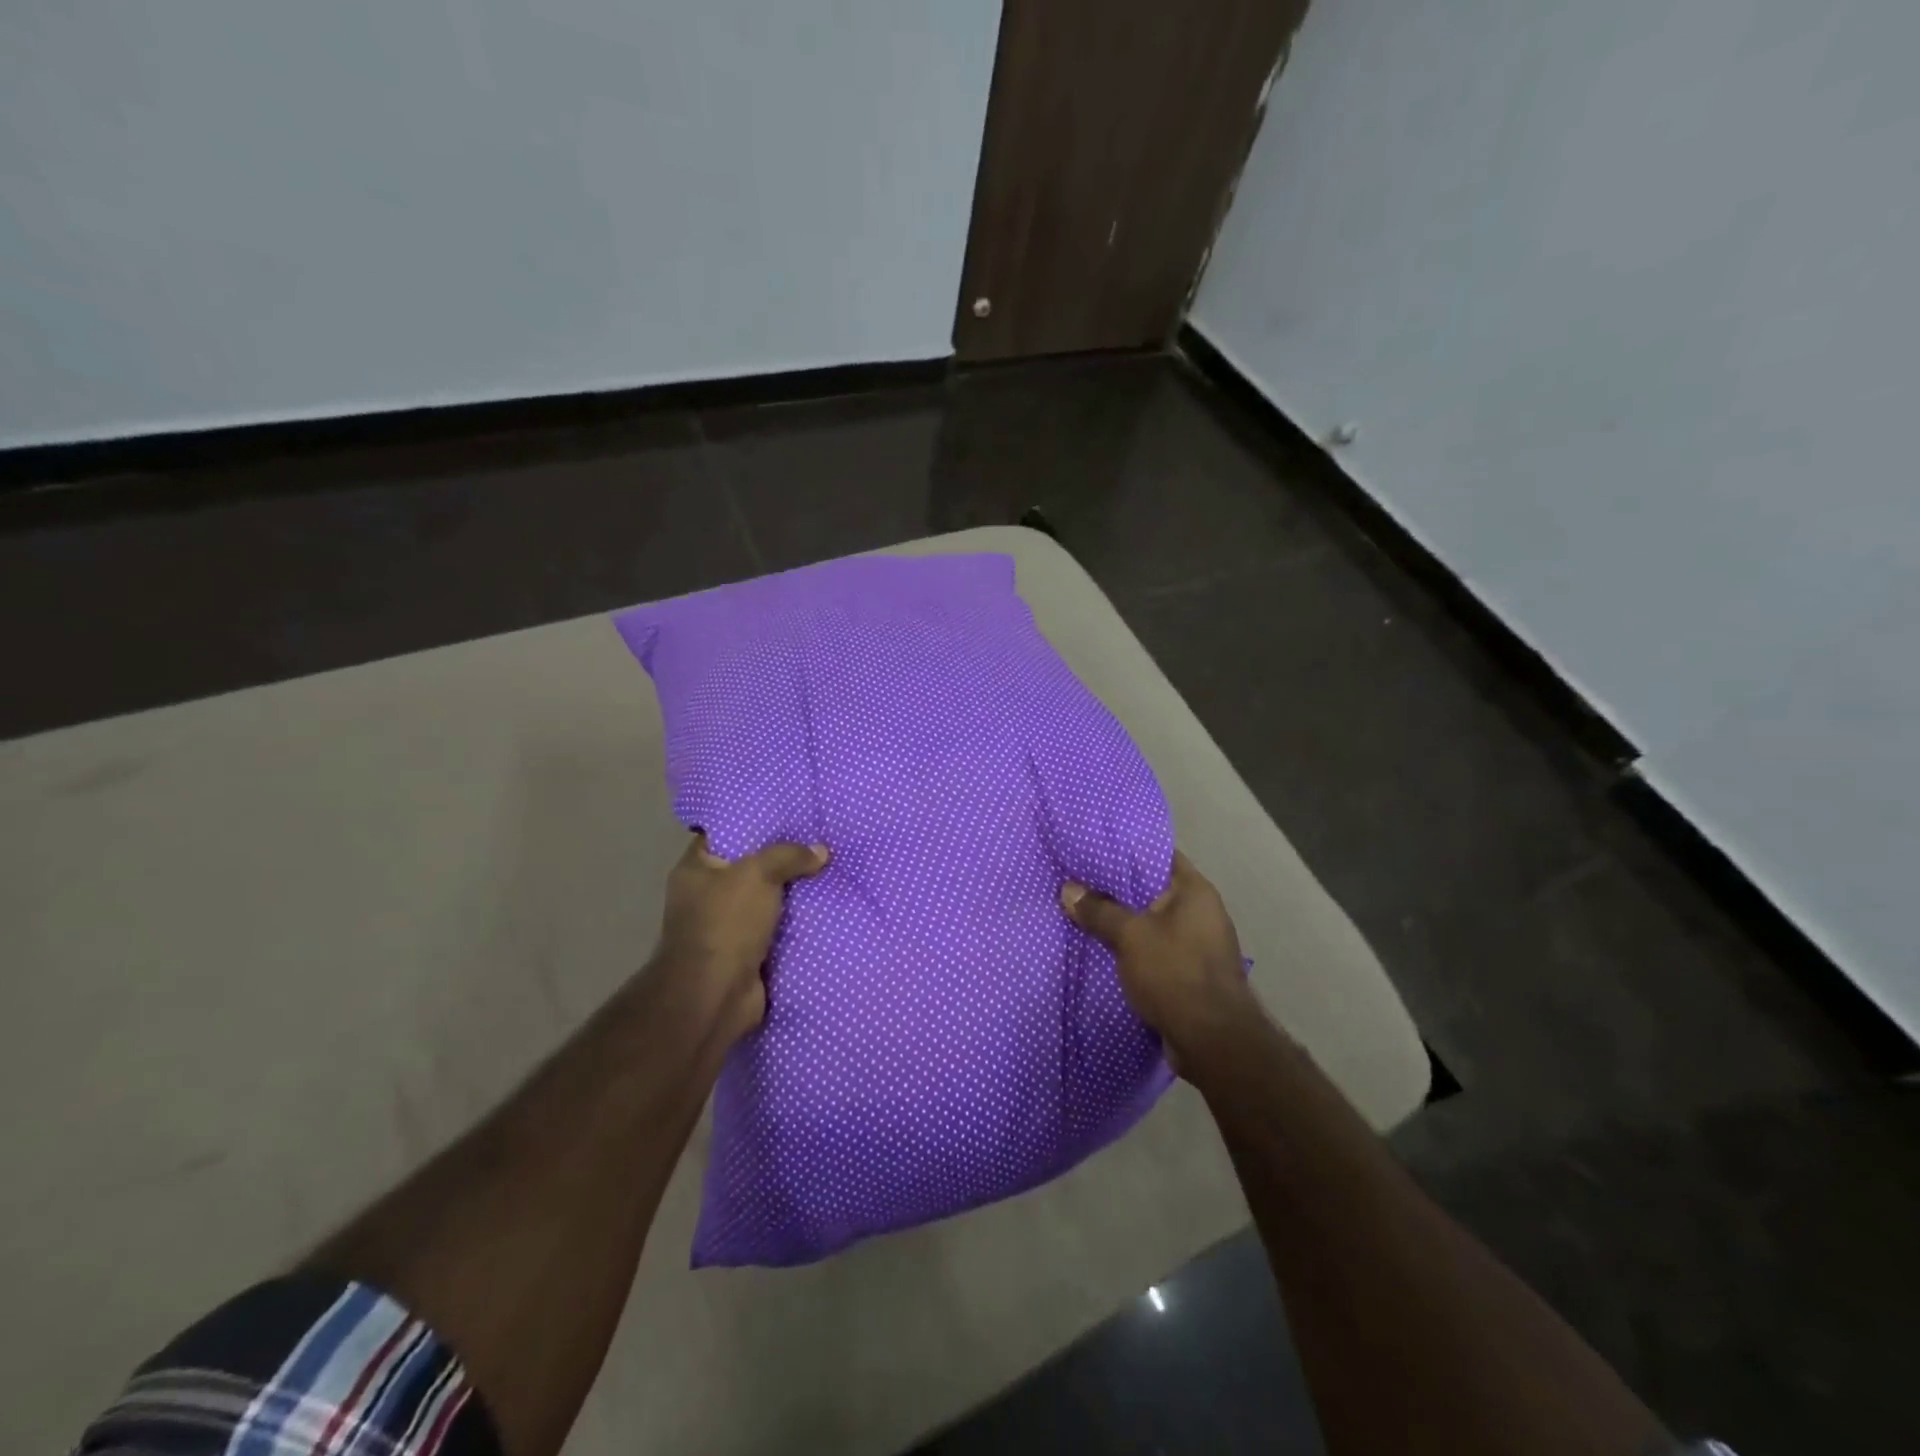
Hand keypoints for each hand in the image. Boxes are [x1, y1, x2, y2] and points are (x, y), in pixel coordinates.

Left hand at [653, 832, 828, 1045]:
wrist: (716, 995)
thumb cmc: (726, 923)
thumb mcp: (758, 874)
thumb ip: (789, 856)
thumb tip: (820, 851)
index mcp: (696, 869)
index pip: (723, 833)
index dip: (753, 822)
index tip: (787, 814)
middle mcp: (706, 896)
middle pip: (749, 867)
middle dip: (781, 858)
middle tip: (817, 840)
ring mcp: (726, 927)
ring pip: (766, 899)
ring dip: (792, 893)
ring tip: (829, 870)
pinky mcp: (746, 953)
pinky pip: (776, 929)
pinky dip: (796, 923)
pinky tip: (825, 906)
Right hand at [1060, 851, 1260, 1073]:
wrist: (1213, 1043)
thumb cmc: (1175, 974)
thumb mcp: (1130, 936)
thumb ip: (1099, 910)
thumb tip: (1068, 889)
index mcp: (1194, 891)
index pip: (1158, 856)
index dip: (1125, 851)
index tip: (1092, 848)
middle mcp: (1200, 912)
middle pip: (1151, 891)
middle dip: (1115, 890)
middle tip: (1076, 881)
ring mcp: (1197, 945)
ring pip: (1150, 924)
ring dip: (1121, 923)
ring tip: (1081, 913)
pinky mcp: (1189, 975)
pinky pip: (1153, 951)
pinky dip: (1130, 950)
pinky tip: (1100, 950)